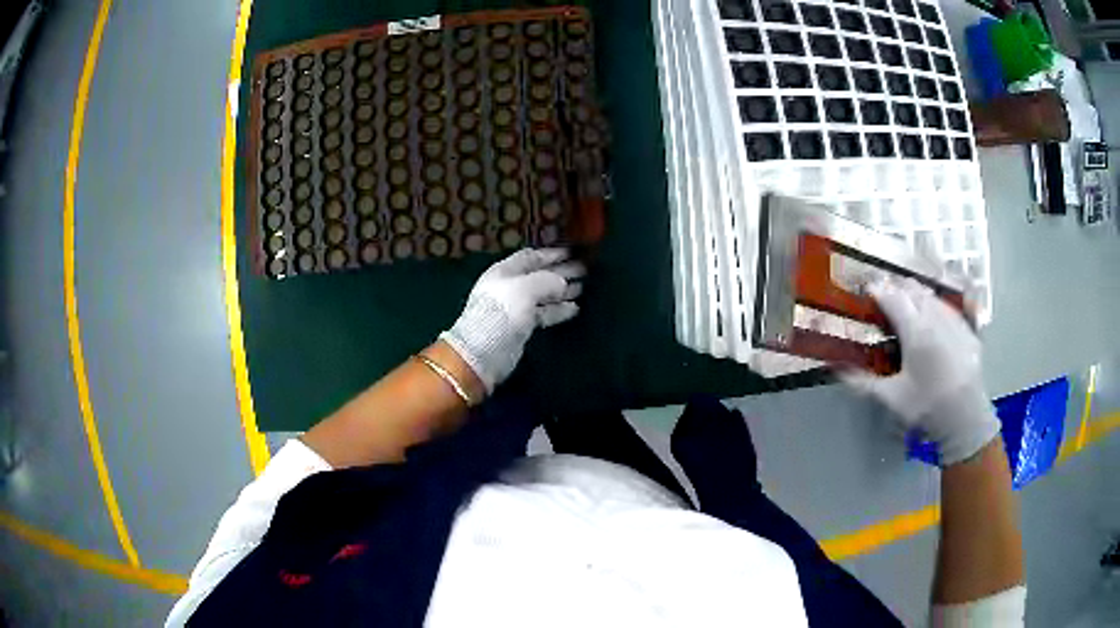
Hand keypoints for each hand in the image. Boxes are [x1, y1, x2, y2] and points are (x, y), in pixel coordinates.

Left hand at [440, 248, 585, 393]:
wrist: (483, 351)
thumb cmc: (501, 313)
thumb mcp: (525, 288)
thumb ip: (547, 280)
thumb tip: (563, 282)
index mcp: (505, 271)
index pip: (530, 257)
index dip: (550, 253)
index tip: (572, 252)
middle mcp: (509, 287)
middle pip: (539, 275)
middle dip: (560, 271)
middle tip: (584, 269)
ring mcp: (515, 308)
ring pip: (543, 295)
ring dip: (562, 291)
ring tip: (583, 287)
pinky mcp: (521, 328)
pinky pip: (543, 313)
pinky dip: (558, 310)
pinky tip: (574, 308)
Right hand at [842, 277, 999, 465]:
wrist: (965, 417)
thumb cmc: (926, 406)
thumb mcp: (891, 398)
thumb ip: (863, 383)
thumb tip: (837, 370)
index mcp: (915, 330)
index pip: (892, 297)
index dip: (878, 290)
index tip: (868, 290)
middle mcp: (934, 317)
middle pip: (913, 289)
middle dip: (897, 288)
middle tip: (886, 299)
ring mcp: (953, 320)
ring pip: (931, 295)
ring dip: (917, 294)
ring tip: (908, 304)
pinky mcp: (967, 329)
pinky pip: (948, 307)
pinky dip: (936, 306)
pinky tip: (933, 318)